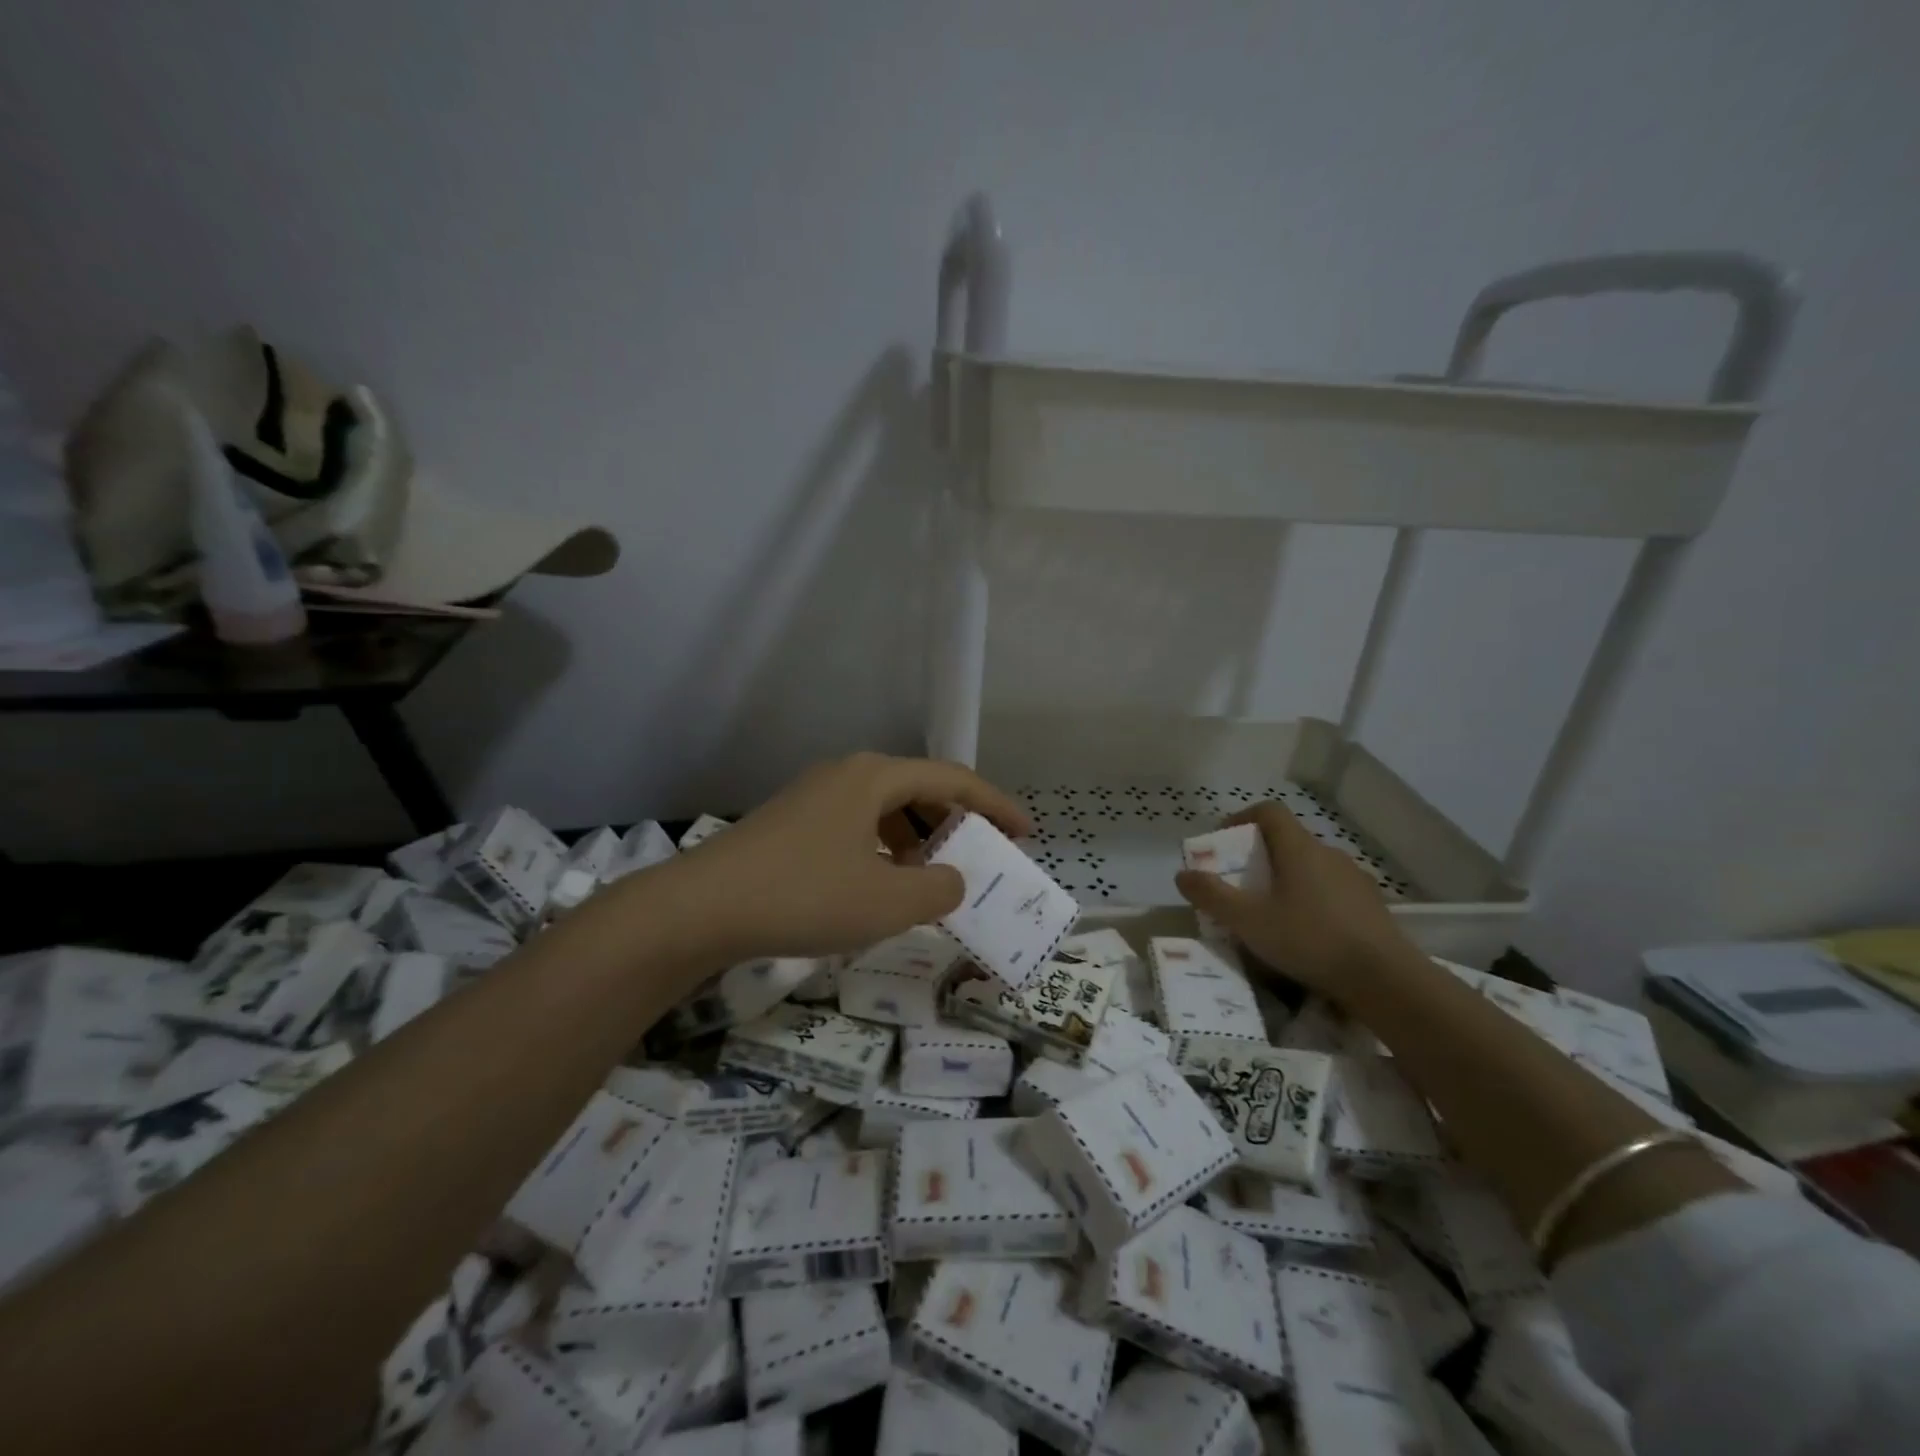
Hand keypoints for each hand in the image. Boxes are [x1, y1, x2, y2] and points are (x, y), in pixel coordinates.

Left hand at [658, 752, 1030, 961]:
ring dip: (918, 840)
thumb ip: (939, 888)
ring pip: (885, 811)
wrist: (700, 909)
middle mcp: (846, 776)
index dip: (995, 805)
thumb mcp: (888, 900)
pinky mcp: (790, 826)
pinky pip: (856, 829)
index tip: (1025, 833)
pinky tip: (880, 887)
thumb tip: (952, 879)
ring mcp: (813, 799)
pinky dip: (883, 852)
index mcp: (875, 777)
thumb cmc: (805, 896)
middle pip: (918, 790)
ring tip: (934, 877)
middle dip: (955, 823)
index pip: (952, 779)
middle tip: (982, 857)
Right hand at [1173, 802, 1412, 1001]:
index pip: (1269, 811)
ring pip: (1311, 867)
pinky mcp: (1371, 905)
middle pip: (1288, 840)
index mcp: (1298, 848)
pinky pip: (1331, 890)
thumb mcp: (1248, 921)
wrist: (1385, 979)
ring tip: (1271, 913)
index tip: (1223, 841)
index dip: (1242, 818)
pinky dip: (1311, 899)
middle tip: (1240, 884)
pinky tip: (1306, 933)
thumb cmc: (1309, 940)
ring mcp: (1354, 879)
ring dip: (1287, 879)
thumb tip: (1182, 874)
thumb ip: (1212, 896)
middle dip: (1259, 856)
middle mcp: (1328, 853)